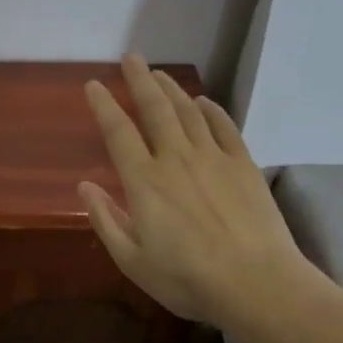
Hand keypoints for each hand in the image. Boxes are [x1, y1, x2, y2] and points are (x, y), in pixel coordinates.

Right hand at [78, 54, 313, 324]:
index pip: (118, 131)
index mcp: (144, 181)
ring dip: (171, 89)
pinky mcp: (244, 166)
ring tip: (159, 73)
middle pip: (154, 109)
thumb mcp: (133, 261)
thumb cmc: (188, 279)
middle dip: (140, 80)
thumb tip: (83, 187)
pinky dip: (211, 110)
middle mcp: (175, 158)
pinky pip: (225, 127)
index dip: (103, 105)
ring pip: (188, 112)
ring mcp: (213, 158)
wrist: (259, 285)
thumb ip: (106, 220)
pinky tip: (203, 102)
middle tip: (132, 57)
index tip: (94, 85)